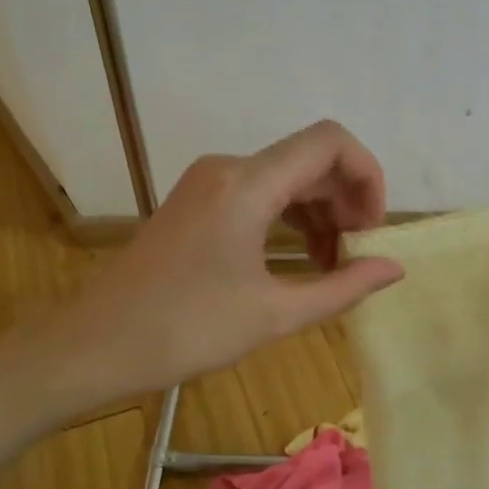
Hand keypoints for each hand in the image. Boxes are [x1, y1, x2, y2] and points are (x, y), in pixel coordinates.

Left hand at [0, 121, 404, 427]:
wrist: (93, 346)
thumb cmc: (185, 331)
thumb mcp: (274, 314)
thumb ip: (342, 287)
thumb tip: (395, 269)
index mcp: (248, 184)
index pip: (330, 142)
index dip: (367, 174)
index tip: (374, 228)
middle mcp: (228, 168)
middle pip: (310, 158)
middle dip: (347, 200)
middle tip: (361, 254)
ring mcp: (208, 183)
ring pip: (286, 177)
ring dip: (320, 212)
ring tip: (336, 265)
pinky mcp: (197, 202)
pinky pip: (260, 193)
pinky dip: (290, 219)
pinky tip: (302, 260)